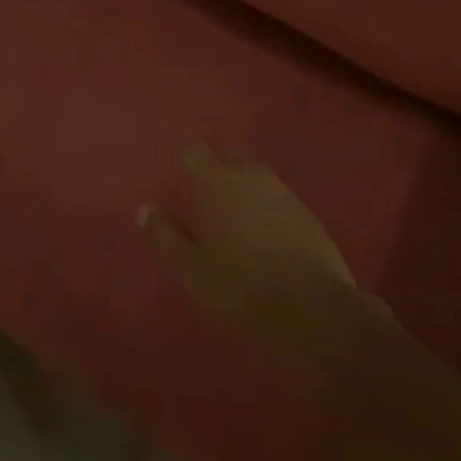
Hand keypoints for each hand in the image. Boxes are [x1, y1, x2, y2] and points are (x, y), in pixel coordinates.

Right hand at [140, 145, 364, 354]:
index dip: (183, 159)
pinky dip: (265, 207)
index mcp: (217, 182)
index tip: (176, 176)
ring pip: (254, 176)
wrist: (316, 309)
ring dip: (241, 187)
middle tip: (202, 198)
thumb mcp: (192, 270)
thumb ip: (165, 237)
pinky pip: (276, 197)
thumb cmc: (242, 287)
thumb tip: (145, 209)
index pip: (194, 151)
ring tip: (232, 216)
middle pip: (227, 157)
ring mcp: (283, 191)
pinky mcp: (307, 213)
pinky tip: (263, 234)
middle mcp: (250, 175)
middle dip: (214, 169)